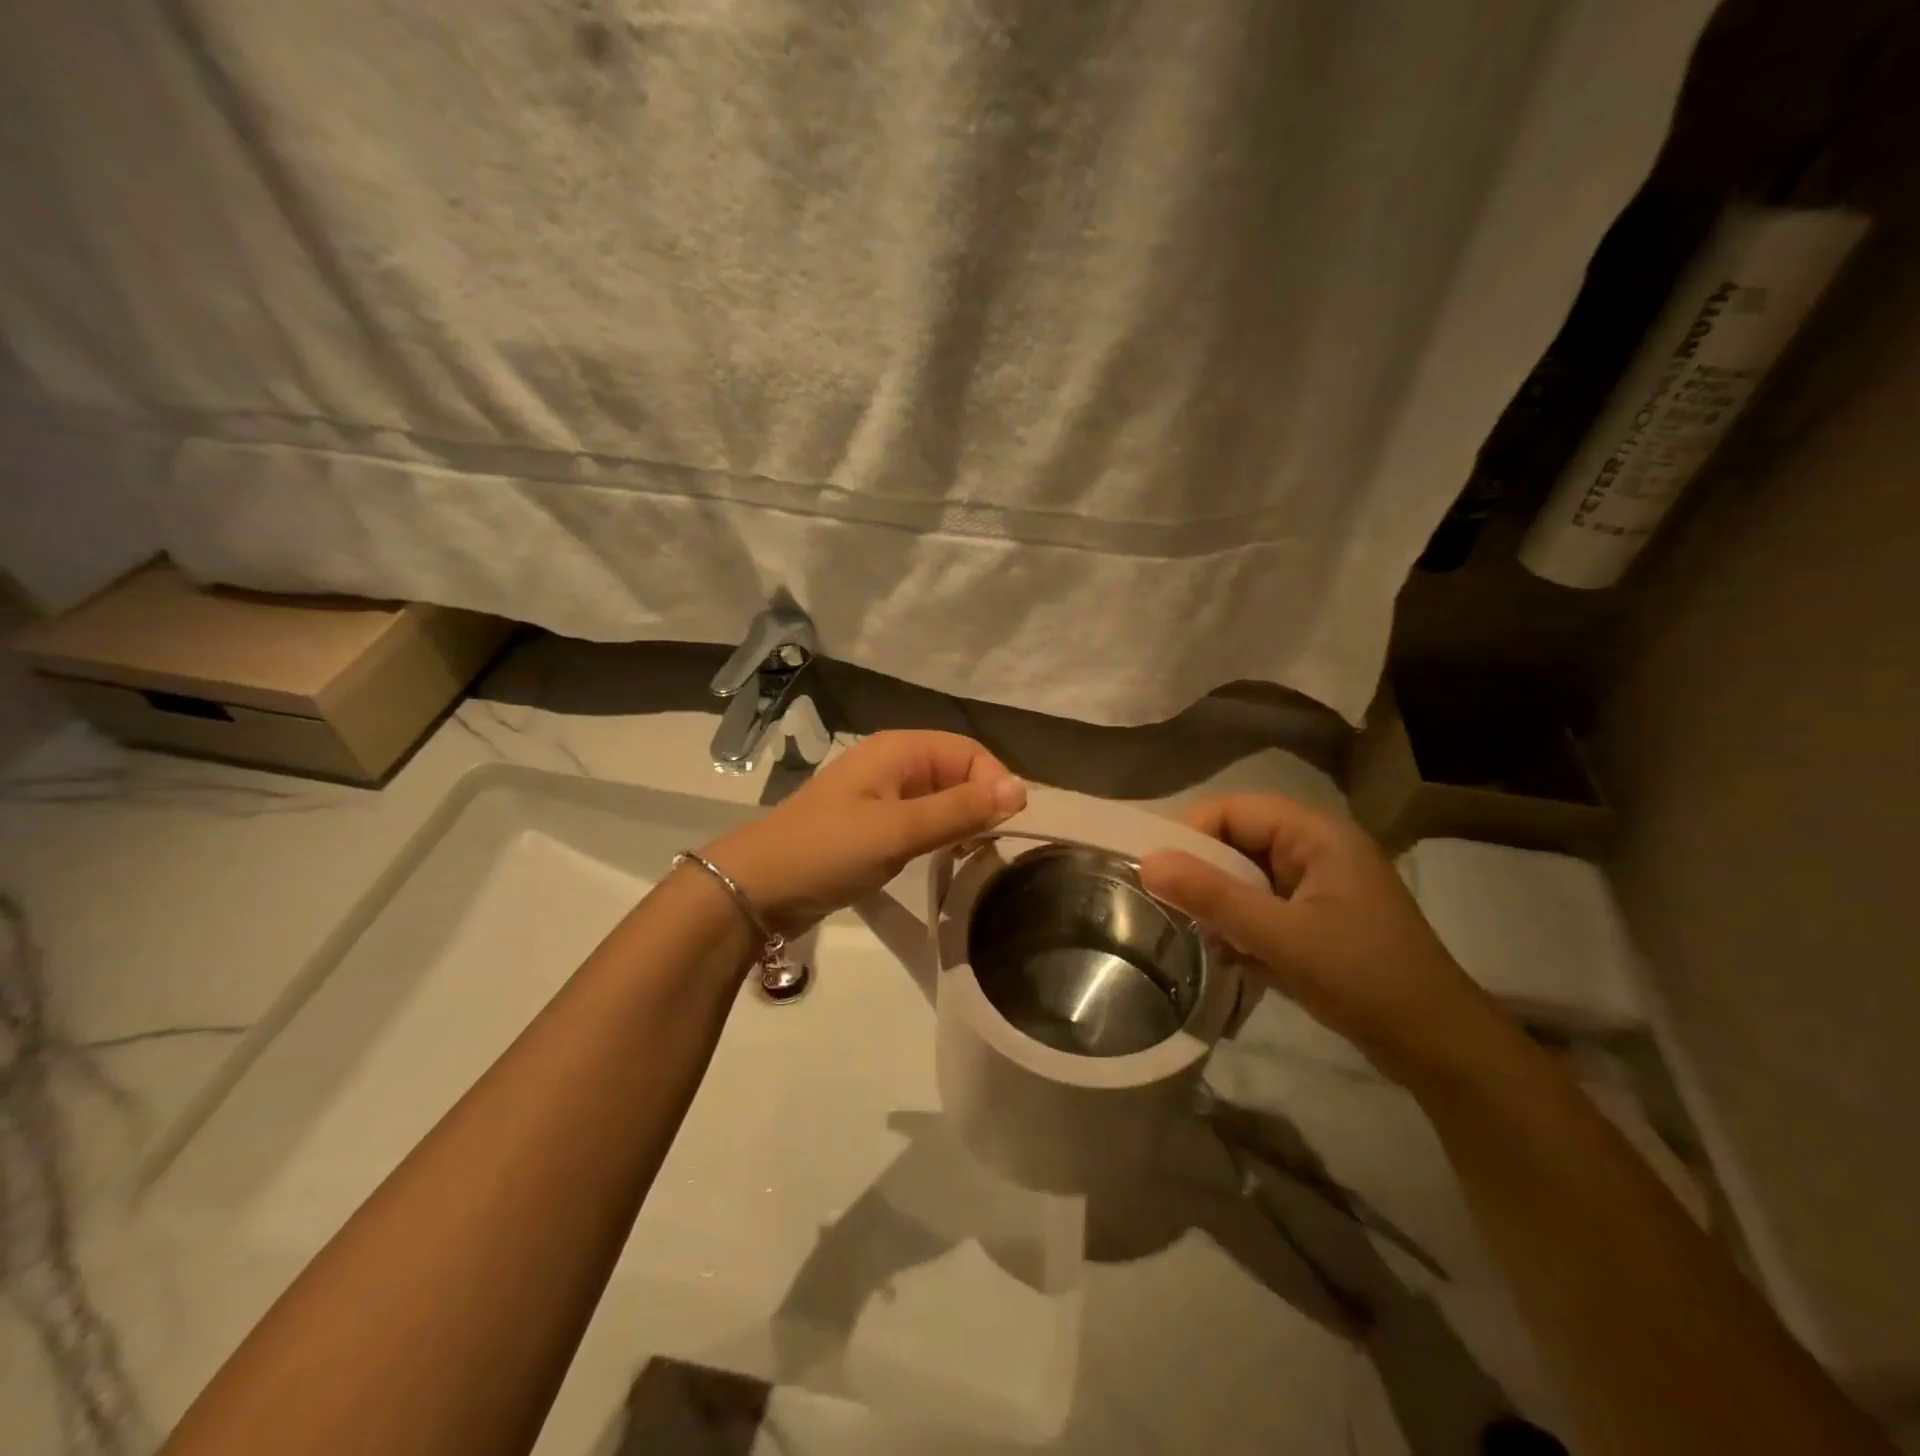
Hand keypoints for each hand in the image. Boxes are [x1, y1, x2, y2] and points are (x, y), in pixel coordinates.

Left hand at [703, 731, 1026, 936]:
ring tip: (974, 856)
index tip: (1003, 828)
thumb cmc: (828, 850)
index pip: (968, 752)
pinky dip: (939, 835)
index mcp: (897, 749)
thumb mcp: (898, 830)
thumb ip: (958, 810)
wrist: (756, 889)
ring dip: (961, 821)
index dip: (992, 783)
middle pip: (956, 772)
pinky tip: (945, 860)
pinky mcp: (871, 826)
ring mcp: (879, 795)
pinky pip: (920, 820)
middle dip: (980, 802)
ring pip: (939, 798)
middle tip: (991, 847)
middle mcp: (892, 764)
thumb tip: (1021, 790)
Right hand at [1138, 796, 1516, 1088]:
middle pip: (1238, 842)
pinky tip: (1236, 960)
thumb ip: (1212, 896)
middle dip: (1206, 877)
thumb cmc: (1364, 978)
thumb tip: (1147, 862)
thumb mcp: (1281, 936)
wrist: (1440, 1049)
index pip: (1234, 809)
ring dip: (1222, 907)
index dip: (1192, 834)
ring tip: (1209, 942)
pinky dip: (1242, 928)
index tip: (1159, 876)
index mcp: (1316, 834)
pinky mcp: (1317, 919)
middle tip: (1177, 912)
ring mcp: (1318, 886)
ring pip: (1246, 878)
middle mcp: (1316, 849)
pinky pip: (1262, 906)